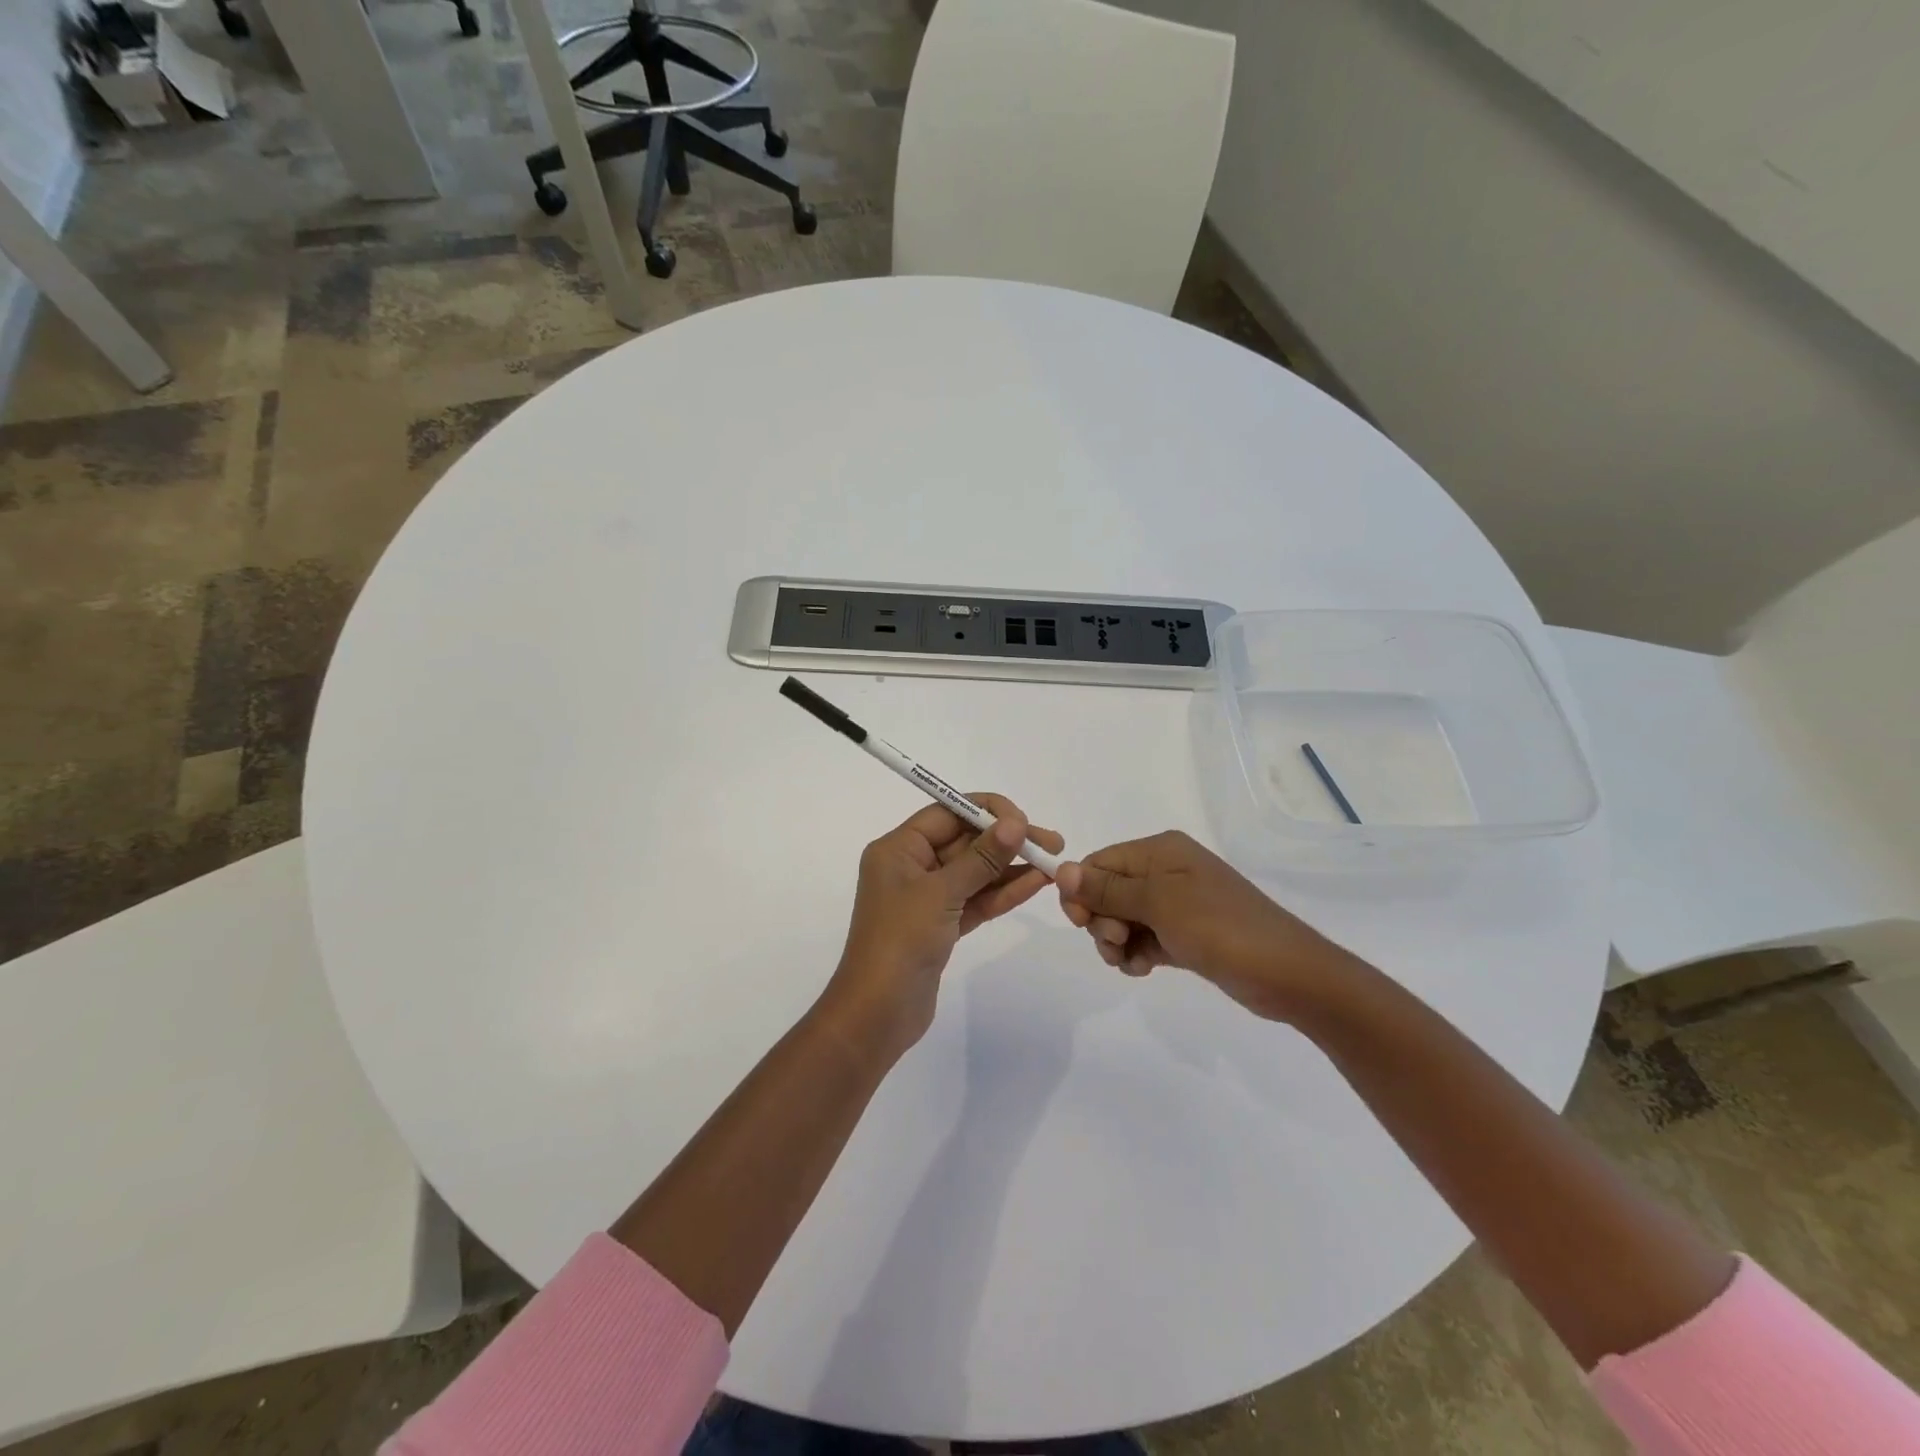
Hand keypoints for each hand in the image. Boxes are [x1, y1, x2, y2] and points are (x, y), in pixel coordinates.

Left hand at [824, 794, 1065, 1064]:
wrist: (878, 1013)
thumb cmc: (901, 940)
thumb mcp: (941, 893)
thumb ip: (981, 858)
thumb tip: (1015, 824)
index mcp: (898, 849)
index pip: (947, 813)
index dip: (987, 811)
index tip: (1024, 820)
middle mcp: (911, 866)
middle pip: (964, 841)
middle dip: (1006, 840)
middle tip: (1052, 842)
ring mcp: (927, 898)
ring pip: (975, 872)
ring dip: (1012, 866)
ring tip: (1054, 862)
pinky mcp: (941, 926)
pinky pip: (976, 899)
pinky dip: (1003, 892)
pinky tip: (1036, 884)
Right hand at [1055, 831, 1357, 1020]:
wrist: (1288, 974)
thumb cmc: (1220, 928)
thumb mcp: (1158, 903)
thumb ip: (1107, 888)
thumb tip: (1060, 868)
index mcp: (1160, 851)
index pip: (1099, 862)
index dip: (1082, 892)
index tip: (1082, 923)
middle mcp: (1165, 871)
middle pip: (1107, 891)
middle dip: (1101, 920)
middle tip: (1116, 943)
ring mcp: (1177, 904)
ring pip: (1122, 919)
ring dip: (1116, 942)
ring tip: (1131, 962)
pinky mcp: (1185, 934)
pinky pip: (1144, 938)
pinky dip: (1136, 954)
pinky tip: (1144, 970)